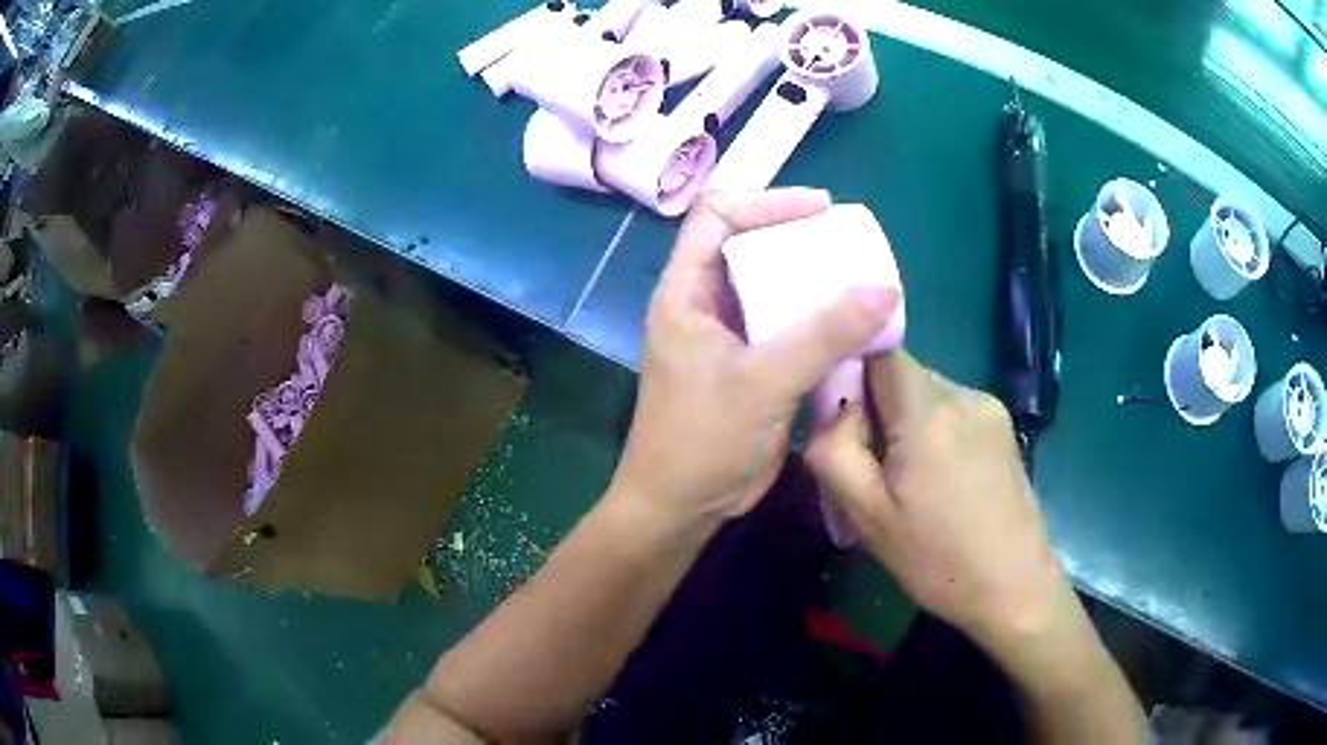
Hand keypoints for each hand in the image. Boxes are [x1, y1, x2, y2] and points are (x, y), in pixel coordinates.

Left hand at [613, 189, 898, 523]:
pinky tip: (850, 324)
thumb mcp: (764, 381)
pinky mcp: (749, 365)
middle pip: (748, 246)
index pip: (716, 215)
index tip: (821, 210)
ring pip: (770, 287)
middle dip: (796, 239)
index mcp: (685, 292)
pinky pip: (785, 325)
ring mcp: (726, 335)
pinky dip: (815, 319)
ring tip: (857, 278)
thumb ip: (824, 333)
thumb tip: (885, 288)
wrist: (682, 506)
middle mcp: (703, 304)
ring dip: (810, 281)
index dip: (766, 201)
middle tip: (847, 244)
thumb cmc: (703, 439)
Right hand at [805, 351, 1073, 647]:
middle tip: (871, 467)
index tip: (842, 419)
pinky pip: (952, 410)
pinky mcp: (1003, 426)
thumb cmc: (936, 558)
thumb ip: (834, 451)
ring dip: (906, 422)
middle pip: (902, 374)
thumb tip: (828, 410)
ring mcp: (988, 407)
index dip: (852, 372)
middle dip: (877, 408)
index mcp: (927, 412)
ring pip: (927, 393)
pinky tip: (940, 480)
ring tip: (908, 480)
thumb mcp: (868, 515)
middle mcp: (963, 394)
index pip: (879, 350)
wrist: (1012, 585)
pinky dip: (933, 431)